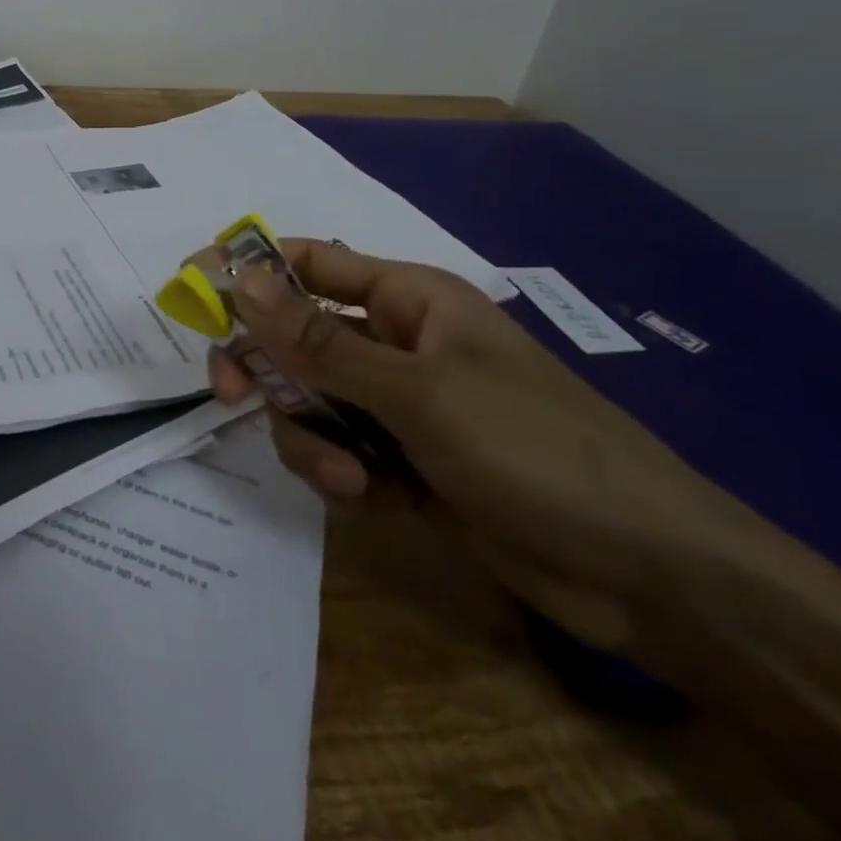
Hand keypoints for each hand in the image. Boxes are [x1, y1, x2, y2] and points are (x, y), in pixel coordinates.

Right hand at [207, 242, 736, 650]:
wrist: (648, 575)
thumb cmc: (534, 448)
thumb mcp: (417, 391)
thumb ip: (319, 342)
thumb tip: (240, 278)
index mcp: (407, 300)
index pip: (309, 264)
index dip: (250, 268)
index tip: (193, 286)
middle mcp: (395, 344)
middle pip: (295, 338)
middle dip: (264, 367)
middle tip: (228, 393)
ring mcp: (398, 406)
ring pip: (309, 402)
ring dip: (310, 435)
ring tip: (348, 474)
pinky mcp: (403, 462)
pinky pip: (338, 450)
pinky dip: (340, 473)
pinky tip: (370, 496)